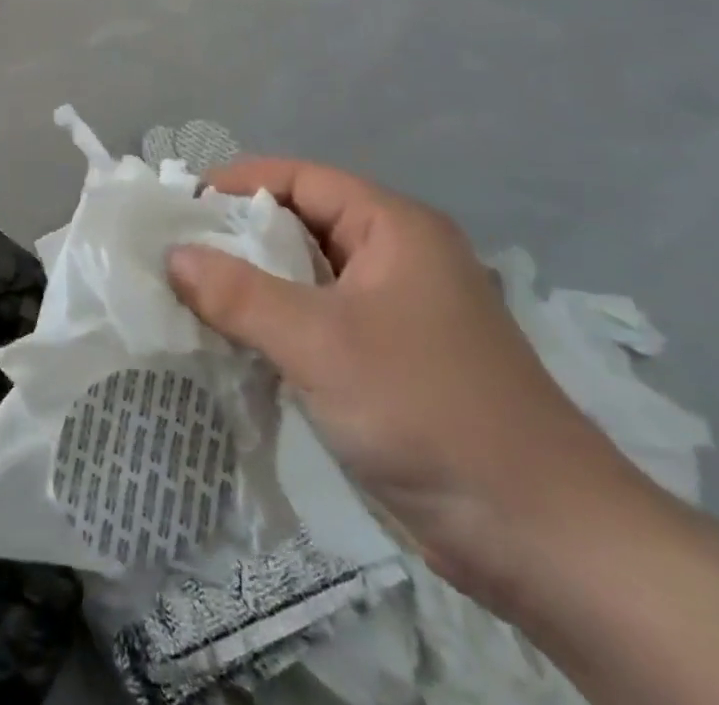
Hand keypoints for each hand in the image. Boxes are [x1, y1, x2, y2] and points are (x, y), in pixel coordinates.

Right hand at [169, 158, 637, 608]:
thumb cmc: (429, 411)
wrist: (546, 540)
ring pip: (307, 276)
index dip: (238, 183)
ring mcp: (396, 312)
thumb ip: (239, 294)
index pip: (300, 178)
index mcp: (394, 228)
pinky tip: (233, 340)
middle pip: (301, 224)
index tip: (180, 205)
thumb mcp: (320, 343)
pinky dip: (275, 322)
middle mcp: (397, 257)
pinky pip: (318, 320)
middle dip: (238, 235)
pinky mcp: (392, 360)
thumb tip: (172, 256)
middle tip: (173, 251)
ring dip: (253, 284)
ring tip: (188, 293)